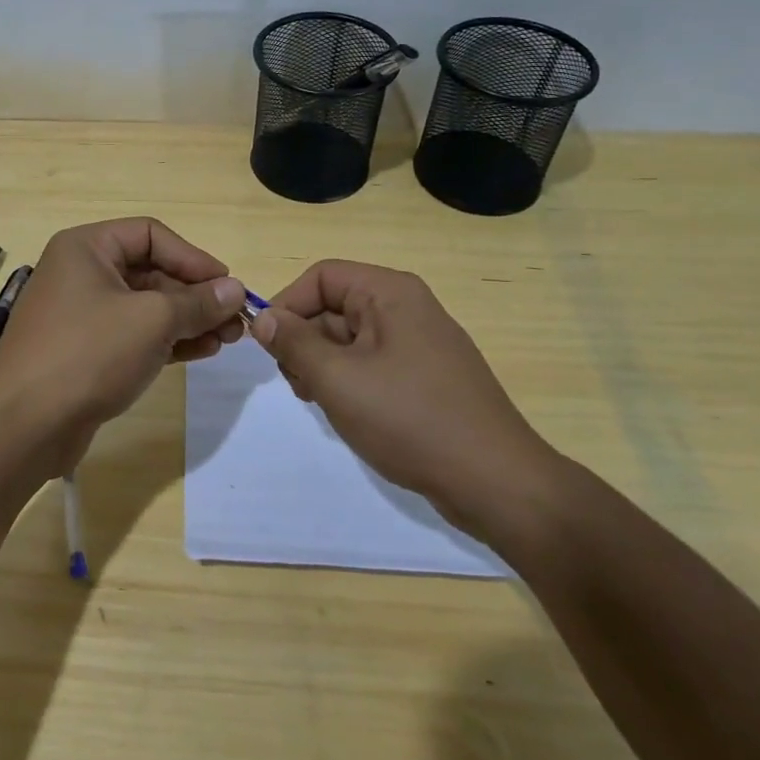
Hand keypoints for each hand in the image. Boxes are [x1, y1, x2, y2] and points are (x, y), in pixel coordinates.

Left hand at [0, 218, 244, 465]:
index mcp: (86, 248)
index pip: (150, 235)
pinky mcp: (86, 350)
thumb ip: (197, 302)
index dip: (193, 257)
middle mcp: (81, 272)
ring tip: (227, 340)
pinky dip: (167, 340)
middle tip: (235, 321)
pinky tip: (201, 351)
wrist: (25, 424)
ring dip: (187, 319)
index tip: (228, 285)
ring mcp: (82, 313)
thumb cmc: (88, 353)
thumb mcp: (151, 320)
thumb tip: (235, 290)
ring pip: (145, 306)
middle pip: (150, 271)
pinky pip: (134, 334)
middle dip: (195, 294)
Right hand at [251, 260, 562, 542]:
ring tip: (321, 402)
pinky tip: (347, 413)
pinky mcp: (426, 376)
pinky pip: (373, 363)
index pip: (322, 276)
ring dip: (324, 365)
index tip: (268, 345)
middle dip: (305, 340)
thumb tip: (263, 318)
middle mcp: (407, 307)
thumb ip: (294, 343)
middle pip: (335, 306)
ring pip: (350, 338)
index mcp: (390, 293)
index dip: (288, 304)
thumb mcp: (338, 379)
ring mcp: (420, 343)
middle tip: (297, 383)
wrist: (496, 483)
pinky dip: (350, 381)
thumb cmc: (410, 420)